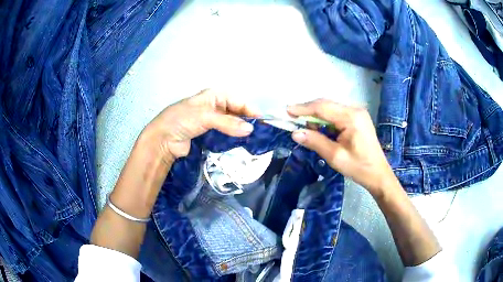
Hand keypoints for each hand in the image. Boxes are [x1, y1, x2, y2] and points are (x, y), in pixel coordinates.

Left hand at [140, 89, 258, 164]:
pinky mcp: (209, 134)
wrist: (163, 139)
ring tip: (255, 139)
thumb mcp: (205, 117)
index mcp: (213, 95)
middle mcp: (214, 106)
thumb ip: (228, 123)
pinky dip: (233, 137)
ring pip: (232, 123)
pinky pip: (225, 134)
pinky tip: (241, 143)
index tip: (261, 121)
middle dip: (247, 120)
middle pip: (236, 111)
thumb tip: (251, 129)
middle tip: (260, 132)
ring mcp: (212, 121)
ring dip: (241, 130)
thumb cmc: (181, 120)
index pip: (237, 100)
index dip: (249, 110)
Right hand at [287, 99, 395, 196]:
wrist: (378, 174)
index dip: (303, 108)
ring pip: (331, 108)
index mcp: (351, 118)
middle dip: (308, 111)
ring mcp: (357, 113)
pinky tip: (319, 128)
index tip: (287, 111)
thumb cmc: (358, 167)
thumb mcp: (335, 157)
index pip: (322, 107)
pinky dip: (325, 119)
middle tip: (292, 119)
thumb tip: (295, 133)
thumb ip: (315, 142)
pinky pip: (337, 113)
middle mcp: (355, 110)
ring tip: (304, 126)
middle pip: (326, 104)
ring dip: (316, 115)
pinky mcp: (357, 118)